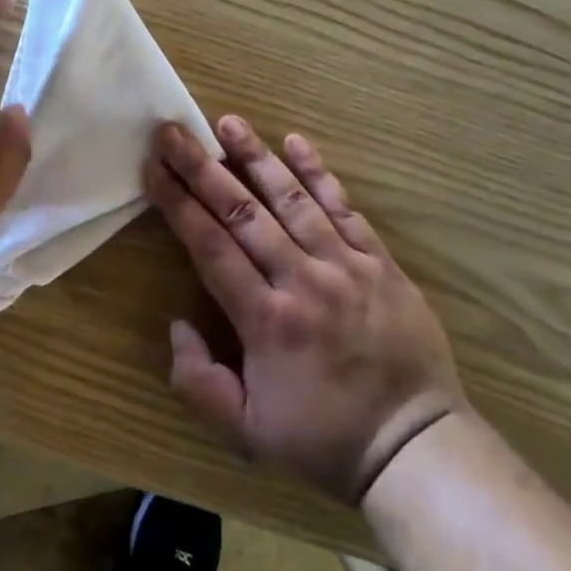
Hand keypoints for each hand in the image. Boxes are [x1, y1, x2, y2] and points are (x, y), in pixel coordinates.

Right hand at [146, 116, 466, 502]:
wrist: (416, 448)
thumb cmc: (324, 438)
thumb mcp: (247, 432)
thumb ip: (199, 383)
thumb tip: (178, 324)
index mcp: (266, 320)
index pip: (210, 245)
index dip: (178, 203)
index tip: (154, 168)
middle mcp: (302, 280)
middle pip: (242, 212)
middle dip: (201, 168)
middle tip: (173, 132)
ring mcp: (345, 266)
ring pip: (292, 199)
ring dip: (256, 157)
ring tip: (227, 122)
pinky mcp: (379, 262)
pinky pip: (345, 208)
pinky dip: (320, 174)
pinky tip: (297, 142)